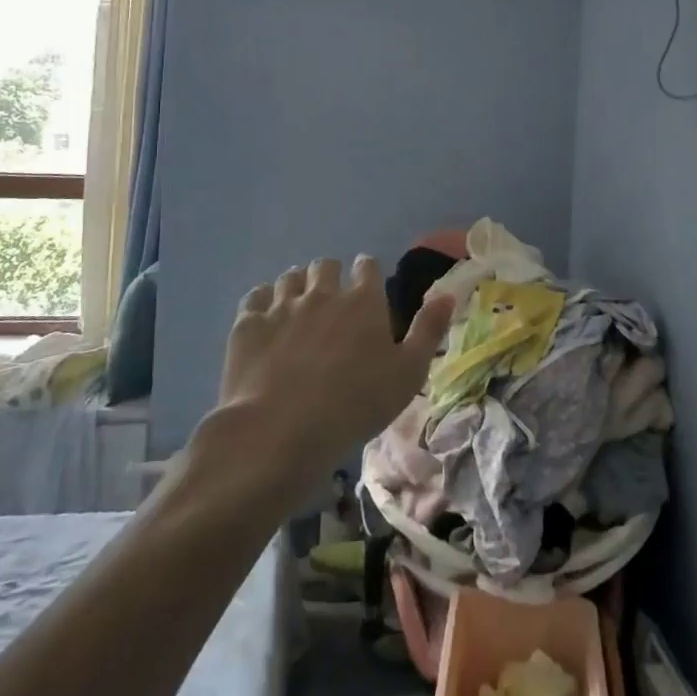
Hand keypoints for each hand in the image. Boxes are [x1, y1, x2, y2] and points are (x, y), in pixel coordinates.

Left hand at [219, 255, 453, 486]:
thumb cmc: (356, 404)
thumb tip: (448, 293)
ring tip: (297, 306)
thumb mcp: (408, 373)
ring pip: (290, 277)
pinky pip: (255, 297)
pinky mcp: (248, 324)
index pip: (366, 266)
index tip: (366, 288)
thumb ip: (428, 330)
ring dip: (297, 285)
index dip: (367, 273)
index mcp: (363, 300)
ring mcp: (282, 306)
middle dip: (329, 275)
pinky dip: (262, 302)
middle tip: (330, 300)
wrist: (283, 430)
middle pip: (325, 265)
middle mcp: (322, 292)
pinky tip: (265, 318)